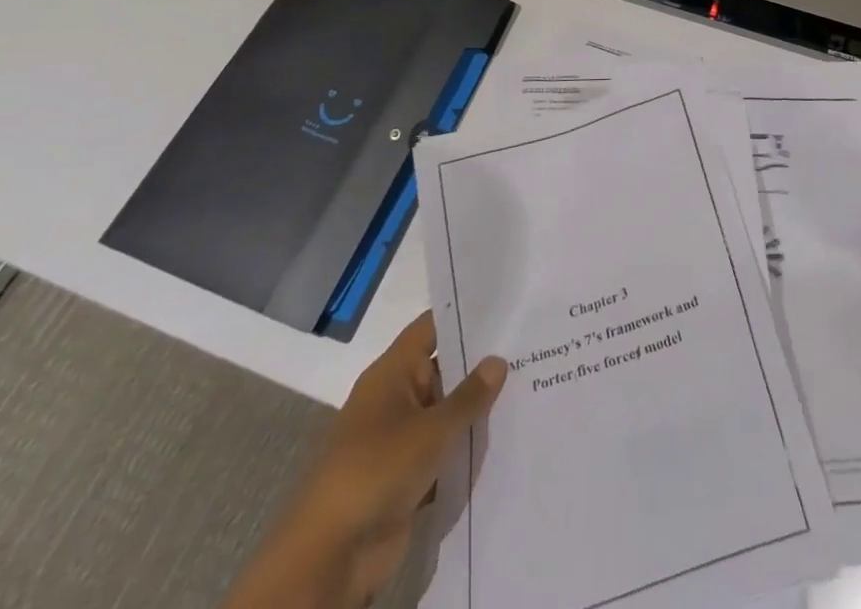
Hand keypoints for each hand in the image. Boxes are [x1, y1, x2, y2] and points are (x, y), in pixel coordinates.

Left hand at [222, 313, 506, 608]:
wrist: (333, 554)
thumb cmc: (378, 469)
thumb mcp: (432, 428)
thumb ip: (469, 395)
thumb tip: (498, 360)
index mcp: (391, 373)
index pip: (431, 328)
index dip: (463, 316)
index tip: (504, 307)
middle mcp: (395, 398)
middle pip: (442, 370)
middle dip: (479, 365)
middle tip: (528, 348)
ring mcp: (399, 439)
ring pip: (445, 414)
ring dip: (475, 411)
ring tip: (526, 388)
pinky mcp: (406, 477)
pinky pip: (443, 452)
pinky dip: (465, 448)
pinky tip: (505, 439)